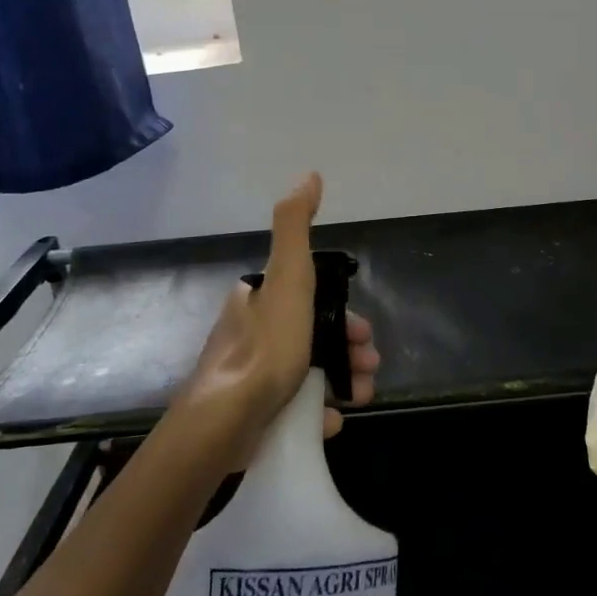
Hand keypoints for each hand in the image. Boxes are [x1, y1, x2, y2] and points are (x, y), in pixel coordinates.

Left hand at [174, 173, 380, 461]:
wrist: (227, 419)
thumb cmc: (267, 345)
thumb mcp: (288, 276)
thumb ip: (296, 226)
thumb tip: (310, 175)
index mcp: (257, 300)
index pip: (310, 298)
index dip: (344, 313)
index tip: (365, 334)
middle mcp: (250, 334)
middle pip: (313, 336)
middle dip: (349, 349)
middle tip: (369, 368)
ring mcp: (249, 378)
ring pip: (307, 373)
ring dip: (342, 381)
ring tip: (360, 396)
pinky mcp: (249, 416)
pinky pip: (292, 409)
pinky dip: (317, 412)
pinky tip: (331, 419)